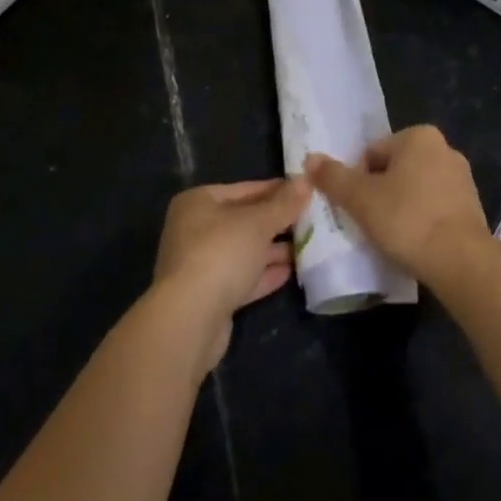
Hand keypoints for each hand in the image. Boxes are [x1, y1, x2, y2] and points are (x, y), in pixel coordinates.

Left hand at [153, 178, 310, 370]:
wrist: (189, 321)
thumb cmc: (221, 253)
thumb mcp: (258, 222)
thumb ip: (284, 203)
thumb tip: (306, 180)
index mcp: (198, 202)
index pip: (245, 189)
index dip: (276, 190)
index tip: (304, 192)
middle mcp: (195, 229)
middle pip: (244, 221)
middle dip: (276, 222)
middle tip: (311, 220)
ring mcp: (200, 265)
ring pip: (244, 251)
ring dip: (273, 250)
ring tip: (307, 246)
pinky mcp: (209, 297)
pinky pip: (242, 278)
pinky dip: (263, 274)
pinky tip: (290, 272)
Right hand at [305, 126, 488, 283]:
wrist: (461, 262)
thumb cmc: (407, 220)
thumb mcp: (361, 199)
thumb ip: (333, 177)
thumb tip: (310, 159)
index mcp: (419, 136)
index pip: (373, 153)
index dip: (359, 181)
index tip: (358, 208)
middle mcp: (444, 148)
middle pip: (395, 169)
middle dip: (381, 193)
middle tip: (371, 223)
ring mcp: (462, 178)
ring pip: (416, 189)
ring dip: (401, 207)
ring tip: (392, 237)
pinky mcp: (472, 207)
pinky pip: (435, 208)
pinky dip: (422, 221)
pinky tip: (415, 244)